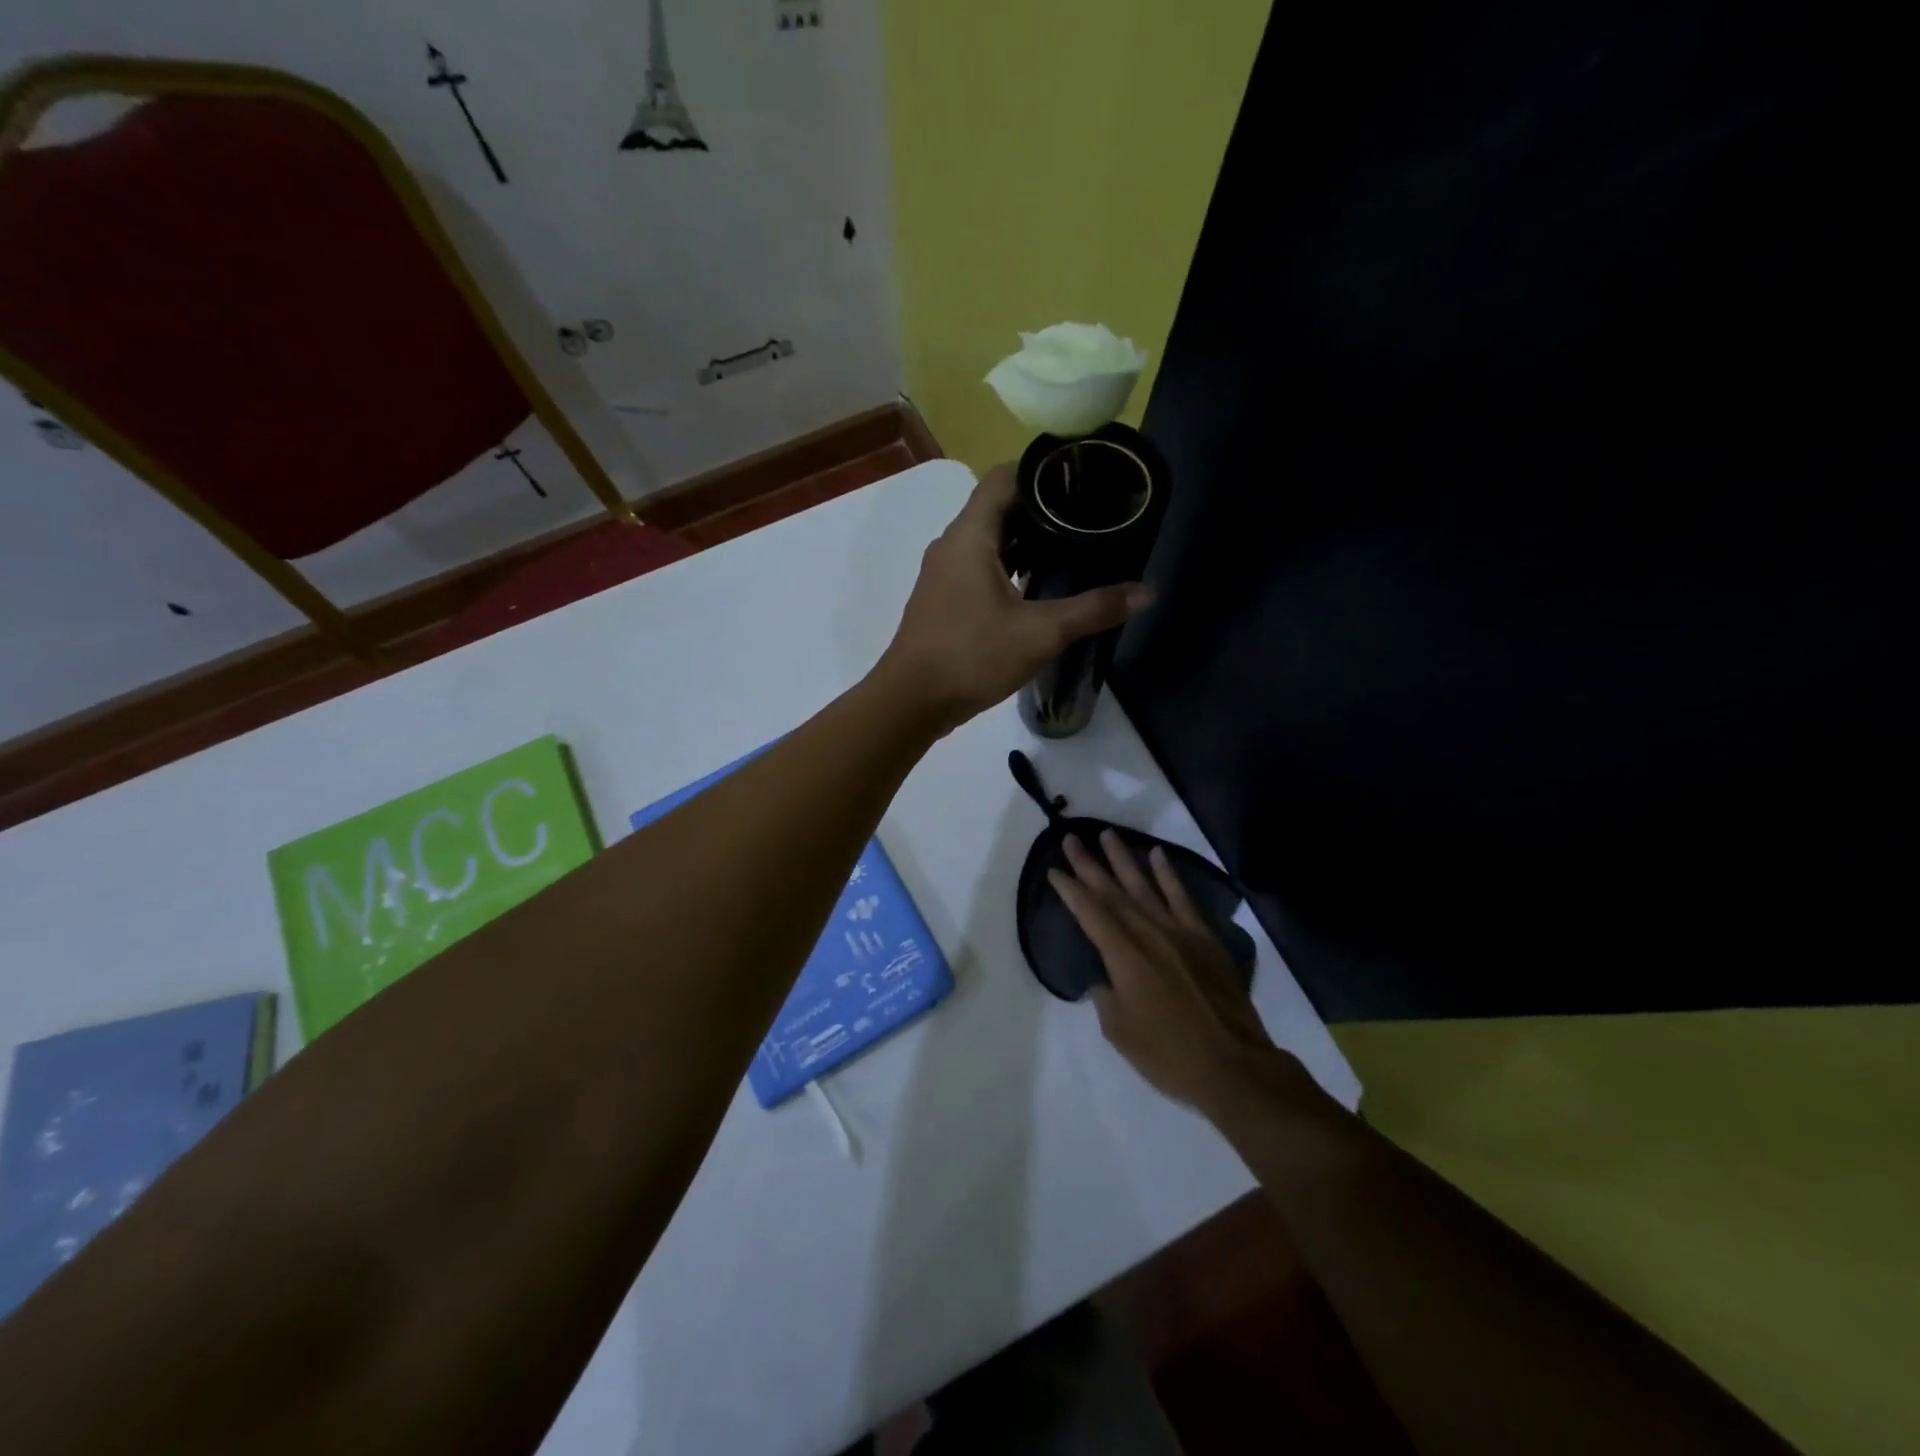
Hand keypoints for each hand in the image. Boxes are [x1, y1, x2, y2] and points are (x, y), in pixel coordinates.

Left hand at [876, 465, 1150, 732]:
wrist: (911, 702)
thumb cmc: (972, 656)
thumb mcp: (1041, 632)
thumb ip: (1093, 609)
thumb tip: (1146, 592)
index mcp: (970, 535)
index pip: (1004, 477)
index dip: (1042, 472)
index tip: (1082, 481)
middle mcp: (952, 545)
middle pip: (999, 508)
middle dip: (1042, 509)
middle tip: (1088, 518)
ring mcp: (944, 574)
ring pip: (989, 541)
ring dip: (1026, 542)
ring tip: (1071, 550)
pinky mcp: (944, 600)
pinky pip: (979, 568)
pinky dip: (1009, 567)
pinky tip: (1038, 588)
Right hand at [1049, 831, 1303, 1116]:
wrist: (1234, 1066)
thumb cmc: (1169, 1055)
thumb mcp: (1120, 1031)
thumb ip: (1106, 997)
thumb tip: (1106, 979)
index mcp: (1124, 956)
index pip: (1090, 914)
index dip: (1070, 890)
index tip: (1055, 870)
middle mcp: (1149, 934)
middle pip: (1113, 892)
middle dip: (1089, 865)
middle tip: (1071, 838)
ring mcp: (1180, 933)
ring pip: (1145, 887)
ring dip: (1124, 860)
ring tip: (1107, 834)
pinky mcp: (1205, 939)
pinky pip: (1183, 899)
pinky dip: (1169, 876)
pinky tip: (1159, 855)